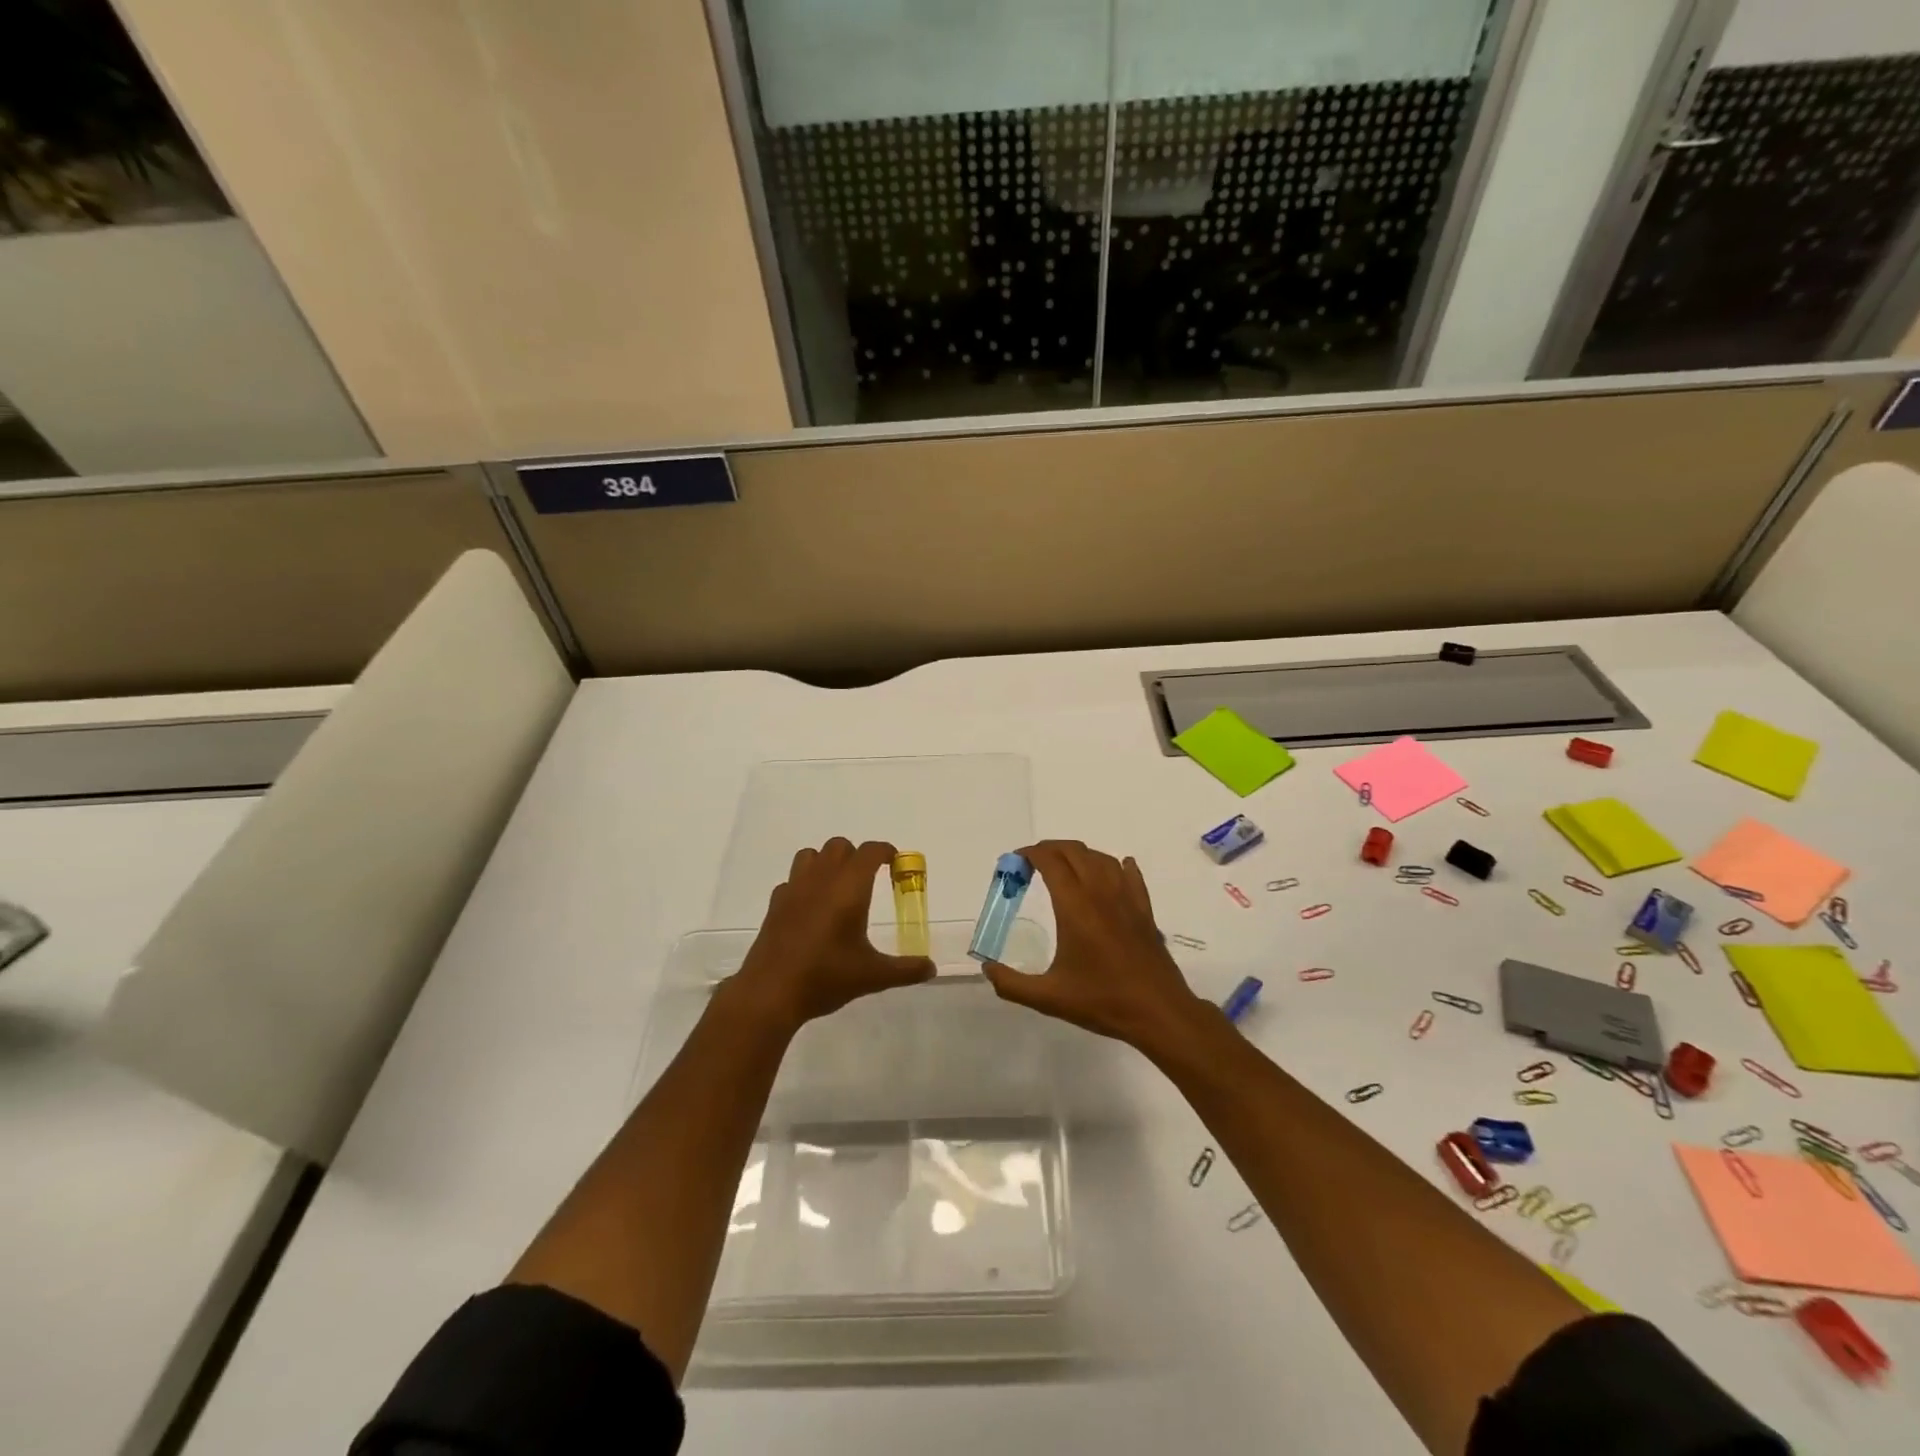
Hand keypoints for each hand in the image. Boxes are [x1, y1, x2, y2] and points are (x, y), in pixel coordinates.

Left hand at [728, 838, 934, 1032]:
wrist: (770, 993)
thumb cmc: (826, 977)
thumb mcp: (873, 976)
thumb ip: (905, 969)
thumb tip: (931, 968)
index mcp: (849, 888)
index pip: (870, 851)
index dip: (886, 852)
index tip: (896, 864)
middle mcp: (821, 879)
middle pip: (840, 846)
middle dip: (857, 856)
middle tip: (868, 881)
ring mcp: (794, 889)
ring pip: (811, 855)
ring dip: (827, 862)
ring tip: (837, 889)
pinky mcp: (775, 904)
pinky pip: (792, 880)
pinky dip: (804, 885)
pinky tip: (810, 910)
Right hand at [980, 840, 1210, 1050]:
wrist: (1159, 1012)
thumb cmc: (1102, 1001)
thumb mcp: (1048, 998)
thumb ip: (1012, 984)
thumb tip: (987, 969)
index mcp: (1075, 906)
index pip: (1051, 861)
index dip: (1031, 854)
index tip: (1015, 862)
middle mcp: (1101, 893)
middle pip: (1075, 851)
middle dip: (1050, 849)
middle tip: (1032, 864)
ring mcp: (1126, 898)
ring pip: (1101, 858)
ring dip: (1079, 855)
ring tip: (1064, 868)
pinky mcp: (1144, 910)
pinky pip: (1130, 874)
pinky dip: (1116, 866)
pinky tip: (1114, 870)